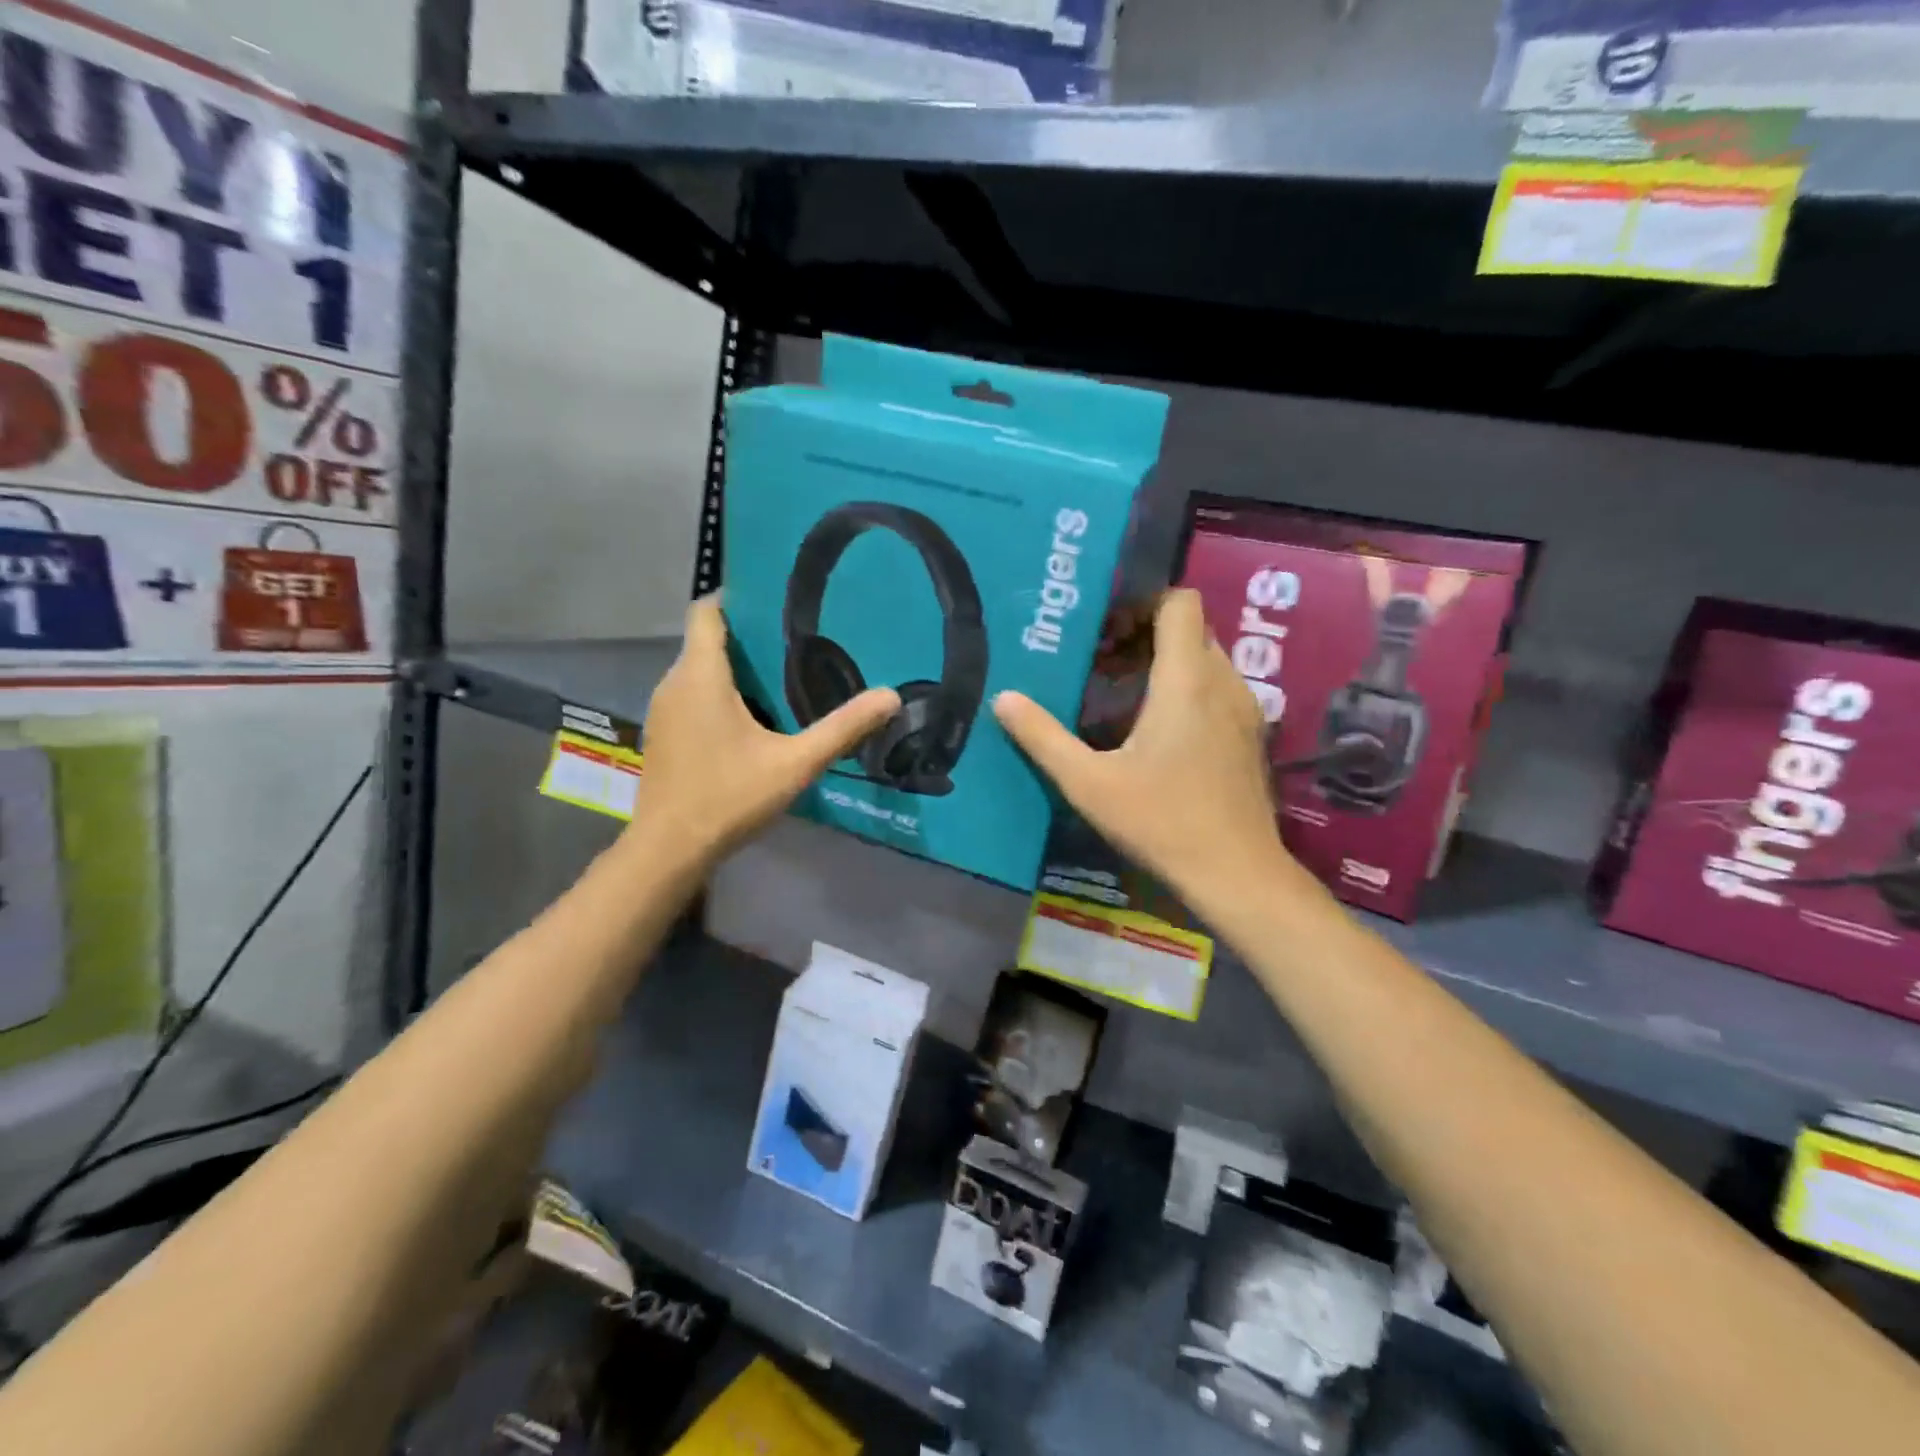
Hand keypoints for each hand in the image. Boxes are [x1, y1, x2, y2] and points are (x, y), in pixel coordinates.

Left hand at [631, 596, 899, 862]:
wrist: (669, 849)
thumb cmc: (728, 797)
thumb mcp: (794, 763)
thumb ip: (842, 729)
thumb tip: (891, 696)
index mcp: (701, 675)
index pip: (707, 611)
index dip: (737, 596)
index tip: (776, 596)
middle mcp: (674, 683)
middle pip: (708, 639)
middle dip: (749, 634)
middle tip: (799, 636)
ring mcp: (664, 709)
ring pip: (700, 670)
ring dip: (735, 667)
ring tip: (784, 671)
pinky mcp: (665, 733)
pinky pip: (693, 695)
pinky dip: (720, 692)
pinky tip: (755, 716)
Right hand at [994, 589, 1310, 915]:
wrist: (1235, 872)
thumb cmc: (1161, 821)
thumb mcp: (1088, 783)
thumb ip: (1043, 737)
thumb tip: (1003, 699)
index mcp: (1186, 680)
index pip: (1179, 603)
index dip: (1143, 602)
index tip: (1106, 630)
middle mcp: (1223, 682)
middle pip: (1191, 629)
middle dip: (1148, 634)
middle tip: (1103, 663)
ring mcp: (1245, 709)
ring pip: (1207, 659)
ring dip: (1169, 663)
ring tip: (1125, 695)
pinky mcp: (1251, 736)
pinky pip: (1219, 688)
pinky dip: (1189, 689)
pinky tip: (1159, 732)